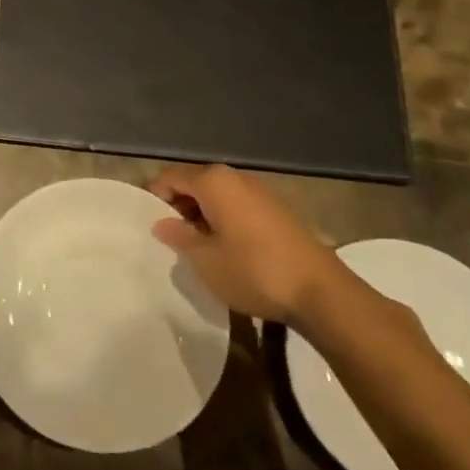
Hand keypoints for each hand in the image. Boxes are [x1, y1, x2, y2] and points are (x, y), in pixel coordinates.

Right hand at [149, 164, 344, 325]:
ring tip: (198, 248)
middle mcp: (237, 178)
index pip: (171, 177)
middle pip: (195, 184)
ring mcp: (261, 193)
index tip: (148, 225)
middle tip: (171, 239)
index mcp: (214, 182)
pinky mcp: (279, 211)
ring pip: (218, 197)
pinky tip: (227, 250)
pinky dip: (225, 221)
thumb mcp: (205, 259)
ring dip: (203, 216)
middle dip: (179, 207)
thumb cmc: (253, 271)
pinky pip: (239, 207)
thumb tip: (162, 224)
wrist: (320, 292)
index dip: (155, 198)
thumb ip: (179, 236)